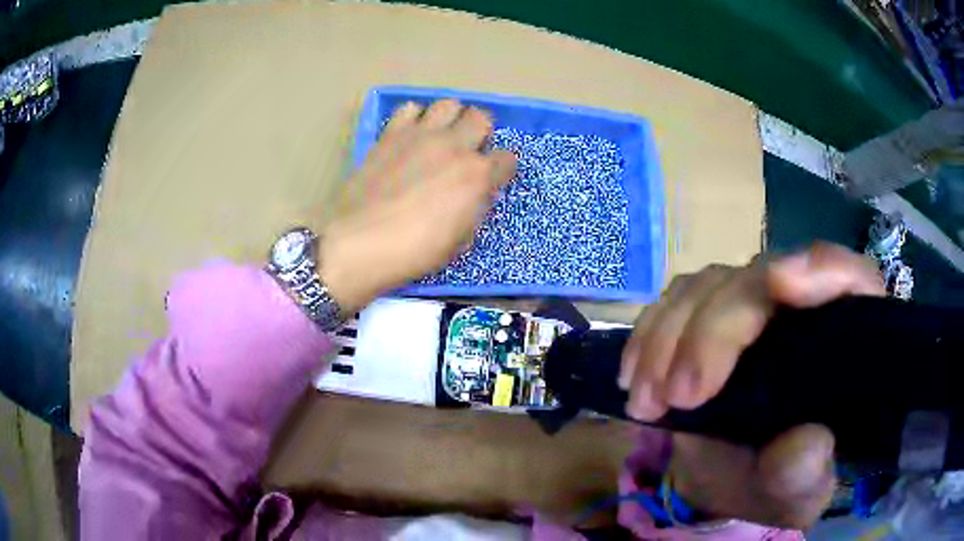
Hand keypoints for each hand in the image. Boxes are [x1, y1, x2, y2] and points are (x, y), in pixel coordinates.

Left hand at [316, 99, 516, 313]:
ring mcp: (421, 136)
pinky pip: (409, 109)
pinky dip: (414, 118)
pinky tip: (409, 136)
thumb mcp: (459, 242)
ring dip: (451, 118)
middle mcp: (454, 146)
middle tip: (468, 150)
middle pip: (481, 118)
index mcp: (477, 176)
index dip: (502, 169)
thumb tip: (475, 195)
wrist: (360, 242)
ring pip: (449, 104)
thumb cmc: (414, 252)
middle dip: (481, 133)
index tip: (493, 178)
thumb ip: (474, 210)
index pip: (507, 159)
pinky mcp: (391, 134)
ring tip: (441, 136)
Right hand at [618, 242, 884, 528]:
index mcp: (844, 337)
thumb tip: (805, 445)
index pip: (847, 277)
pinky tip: (634, 376)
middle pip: (759, 280)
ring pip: (710, 286)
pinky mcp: (711, 316)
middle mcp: (801, 306)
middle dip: (713, 332)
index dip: (820, 269)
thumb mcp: (800, 491)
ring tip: (645, 399)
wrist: (738, 483)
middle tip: (677, 397)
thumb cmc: (782, 482)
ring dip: (668, 337)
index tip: (781, 285)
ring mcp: (753, 306)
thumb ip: (807, 472)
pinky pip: (675, 302)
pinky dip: (649, 335)